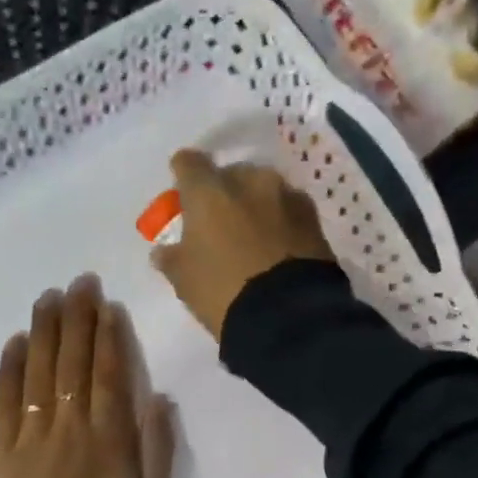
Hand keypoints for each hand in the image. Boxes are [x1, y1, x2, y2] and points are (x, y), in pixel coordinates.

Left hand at [0, 276, 174, 477]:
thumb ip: (158, 447)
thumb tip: (158, 397)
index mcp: (110, 435)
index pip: (108, 372)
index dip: (107, 334)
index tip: (106, 303)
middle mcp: (71, 424)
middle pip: (73, 361)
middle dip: (77, 318)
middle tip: (78, 282)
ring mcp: (33, 434)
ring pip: (40, 371)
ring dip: (45, 331)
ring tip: (48, 297)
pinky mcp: (3, 448)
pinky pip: (6, 400)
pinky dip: (10, 368)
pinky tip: (16, 341)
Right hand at [151, 149, 334, 341]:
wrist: (289, 315)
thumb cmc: (223, 291)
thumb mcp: (184, 280)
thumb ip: (171, 258)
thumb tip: (164, 251)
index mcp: (209, 191)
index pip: (189, 163)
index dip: (183, 175)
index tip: (183, 195)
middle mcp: (249, 180)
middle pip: (231, 174)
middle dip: (224, 192)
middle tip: (220, 223)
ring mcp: (286, 195)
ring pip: (264, 189)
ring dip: (256, 204)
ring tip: (254, 236)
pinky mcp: (314, 217)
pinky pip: (289, 210)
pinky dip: (281, 221)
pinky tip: (278, 246)